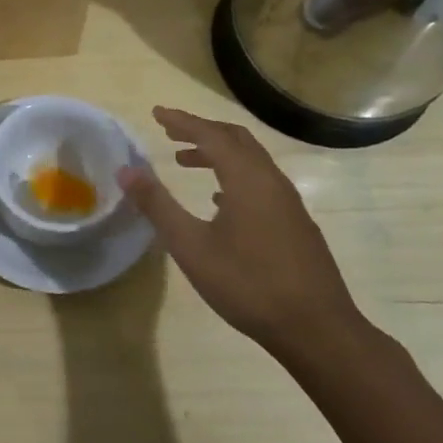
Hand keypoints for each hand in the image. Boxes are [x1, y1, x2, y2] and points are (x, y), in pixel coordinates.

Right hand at [117, 107, 365, 358]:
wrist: (316, 329)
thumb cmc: (248, 283)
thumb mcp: (191, 245)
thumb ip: (157, 205)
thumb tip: (126, 171)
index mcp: (247, 179)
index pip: (211, 135)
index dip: (182, 121)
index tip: (156, 113)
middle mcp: (271, 180)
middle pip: (235, 139)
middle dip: (201, 131)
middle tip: (170, 133)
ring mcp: (288, 202)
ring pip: (250, 161)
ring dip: (218, 153)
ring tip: (185, 162)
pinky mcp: (296, 223)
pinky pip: (260, 182)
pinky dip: (234, 175)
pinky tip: (219, 201)